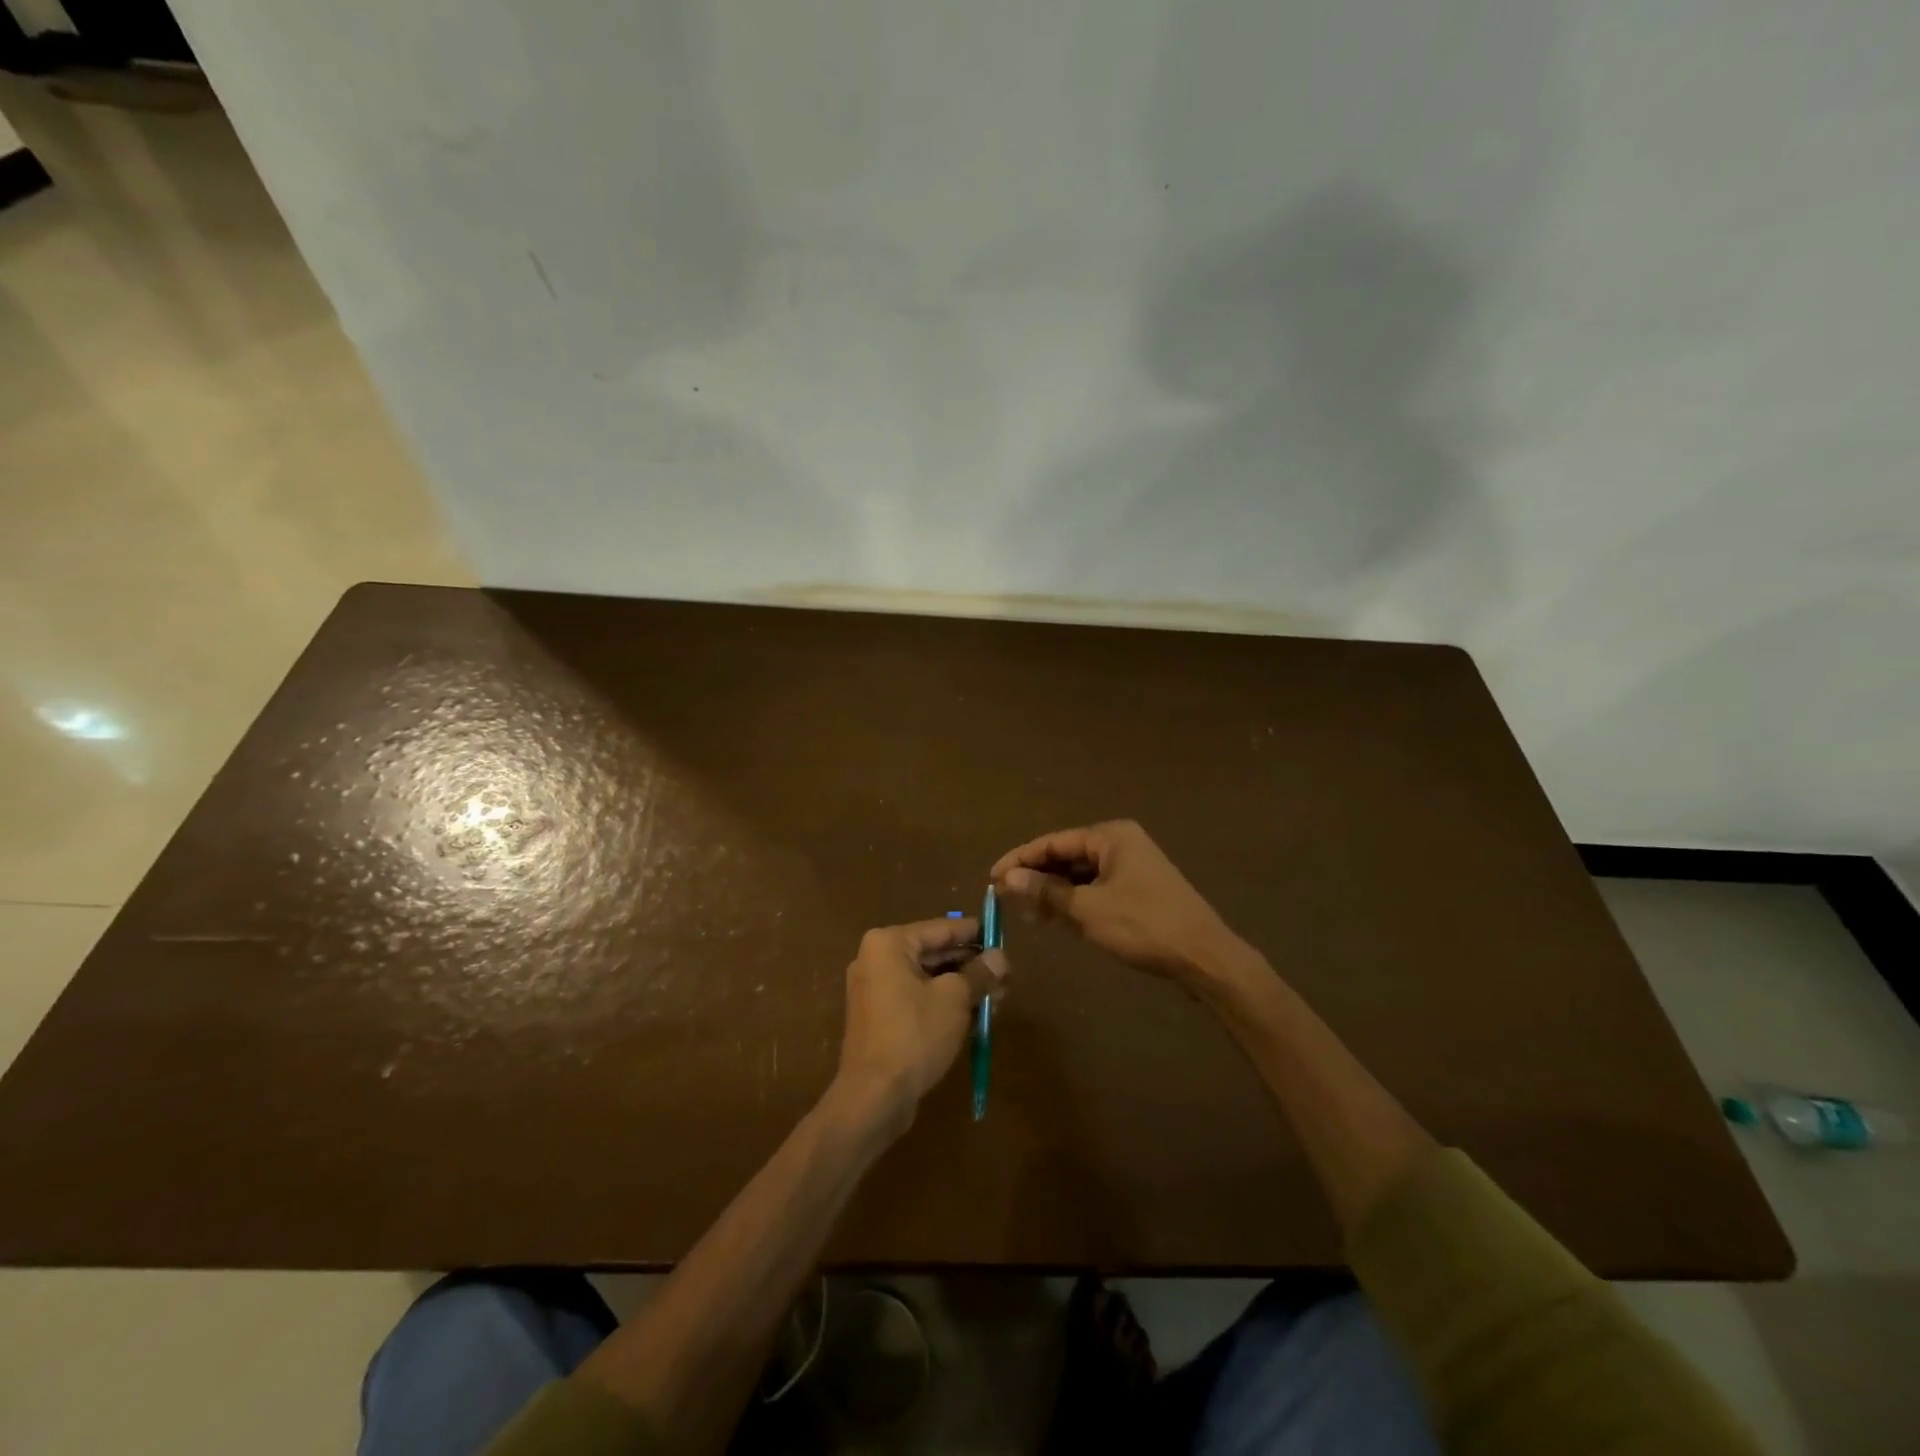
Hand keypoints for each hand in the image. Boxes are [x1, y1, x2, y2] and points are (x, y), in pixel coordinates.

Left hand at [834, 917, 1007, 1133]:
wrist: (874, 1096)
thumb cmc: (914, 1034)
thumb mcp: (955, 999)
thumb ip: (979, 973)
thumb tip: (1000, 958)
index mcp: (889, 944)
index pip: (941, 928)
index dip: (974, 932)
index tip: (1001, 934)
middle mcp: (877, 960)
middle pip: (934, 954)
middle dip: (971, 965)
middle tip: (1005, 974)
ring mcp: (875, 991)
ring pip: (928, 980)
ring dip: (962, 988)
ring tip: (998, 997)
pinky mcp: (880, 1020)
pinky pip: (918, 1001)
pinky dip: (944, 1005)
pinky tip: (976, 1017)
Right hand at [991, 820, 1240, 981]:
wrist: (1204, 957)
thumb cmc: (1143, 925)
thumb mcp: (1088, 909)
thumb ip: (1046, 891)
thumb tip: (1007, 878)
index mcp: (1110, 836)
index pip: (1053, 842)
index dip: (1019, 860)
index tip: (991, 878)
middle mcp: (1121, 843)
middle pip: (1066, 856)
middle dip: (1037, 878)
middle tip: (1008, 900)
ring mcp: (1132, 866)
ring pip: (1081, 874)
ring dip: (1055, 893)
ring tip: (1030, 916)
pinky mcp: (1139, 889)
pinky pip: (1097, 888)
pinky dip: (1076, 902)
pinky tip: (1059, 920)